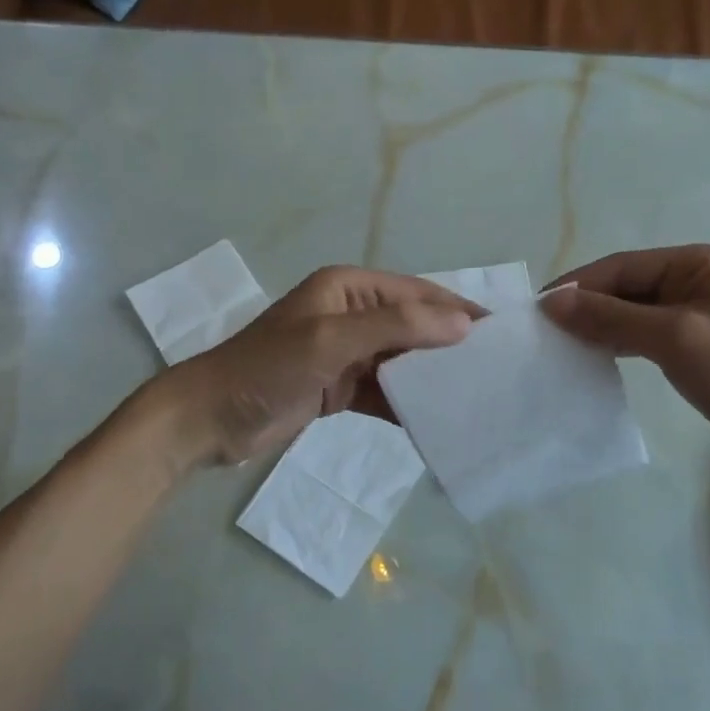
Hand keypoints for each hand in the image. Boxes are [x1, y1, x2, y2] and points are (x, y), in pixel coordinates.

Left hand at [157, 267, 477, 465]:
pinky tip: (436, 422)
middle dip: (449, 344)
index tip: (499, 333)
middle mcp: (350, 314)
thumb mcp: (331, 339)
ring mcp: (345, 353)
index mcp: (348, 288)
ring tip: (475, 396)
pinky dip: (407, 404)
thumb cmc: (268, 368)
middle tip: (495, 369)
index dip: (456, 309)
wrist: (210, 419)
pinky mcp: (339, 387)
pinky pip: (384, 391)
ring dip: (430, 376)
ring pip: (401, 360)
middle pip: (412, 325)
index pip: (415, 292)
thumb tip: (462, 324)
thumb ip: (396, 327)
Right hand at [542, 245, 709, 481]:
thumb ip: (611, 317)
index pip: (621, 267)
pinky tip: (594, 361)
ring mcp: (699, 316)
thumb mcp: (675, 339)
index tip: (535, 313)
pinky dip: (619, 346)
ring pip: (633, 314)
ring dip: (599, 329)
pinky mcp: (698, 349)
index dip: (577, 287)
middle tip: (543, 335)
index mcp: (699, 262)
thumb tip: (551, 302)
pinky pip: (646, 339)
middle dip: (586, 309)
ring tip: (561, 349)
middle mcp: (698, 281)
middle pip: (626, 288)